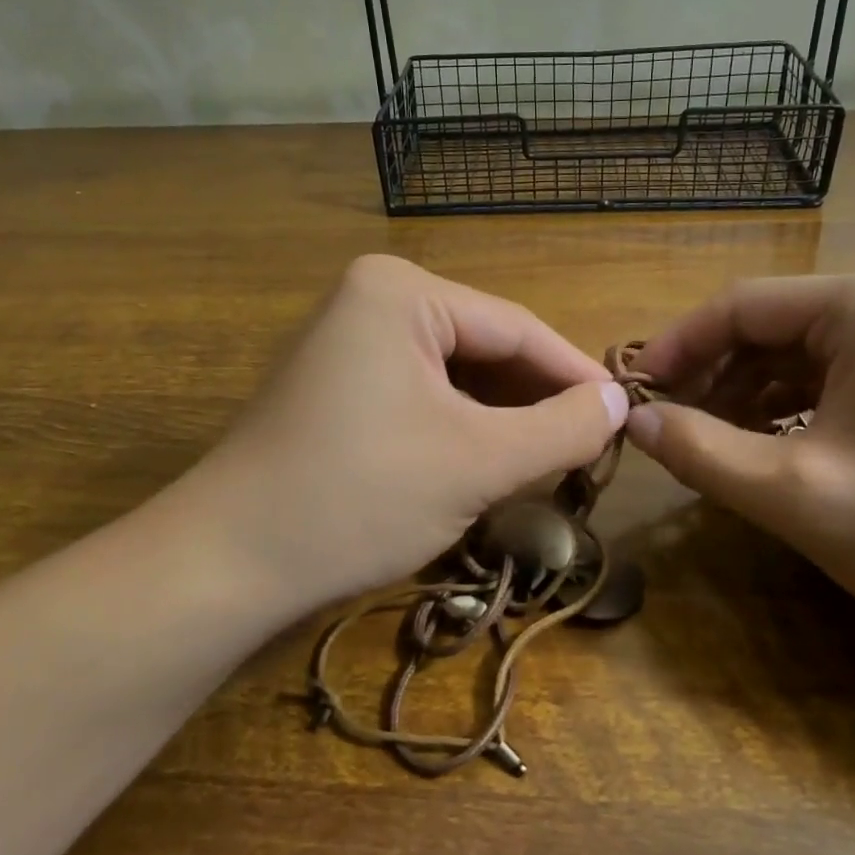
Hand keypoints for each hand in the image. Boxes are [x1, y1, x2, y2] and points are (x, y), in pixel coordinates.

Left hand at [180, 255, 628, 613]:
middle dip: (535, 400)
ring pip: (454, 376)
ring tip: (549, 461)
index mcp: (401, 290)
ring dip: (501, 418)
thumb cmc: (358, 497)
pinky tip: (488, 463)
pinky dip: (460, 428)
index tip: (627, 415)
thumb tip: (619, 403)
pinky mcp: (338, 384)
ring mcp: (349, 341)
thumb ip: (561, 428)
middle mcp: (373, 299)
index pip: (516, 326)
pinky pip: (421, 395)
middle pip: (484, 347)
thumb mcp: (477, 463)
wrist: (227, 563)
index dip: (576, 374)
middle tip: (591, 448)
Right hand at [625, 267, 854, 644]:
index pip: (740, 305)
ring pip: (794, 355)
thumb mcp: (798, 494)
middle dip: (710, 377)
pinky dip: (784, 409)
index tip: (632, 394)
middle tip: (665, 428)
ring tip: (705, 444)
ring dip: (742, 396)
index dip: (677, 348)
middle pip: (767, 327)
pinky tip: (760, 448)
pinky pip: (828, 378)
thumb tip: (632, 422)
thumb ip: (703, 452)